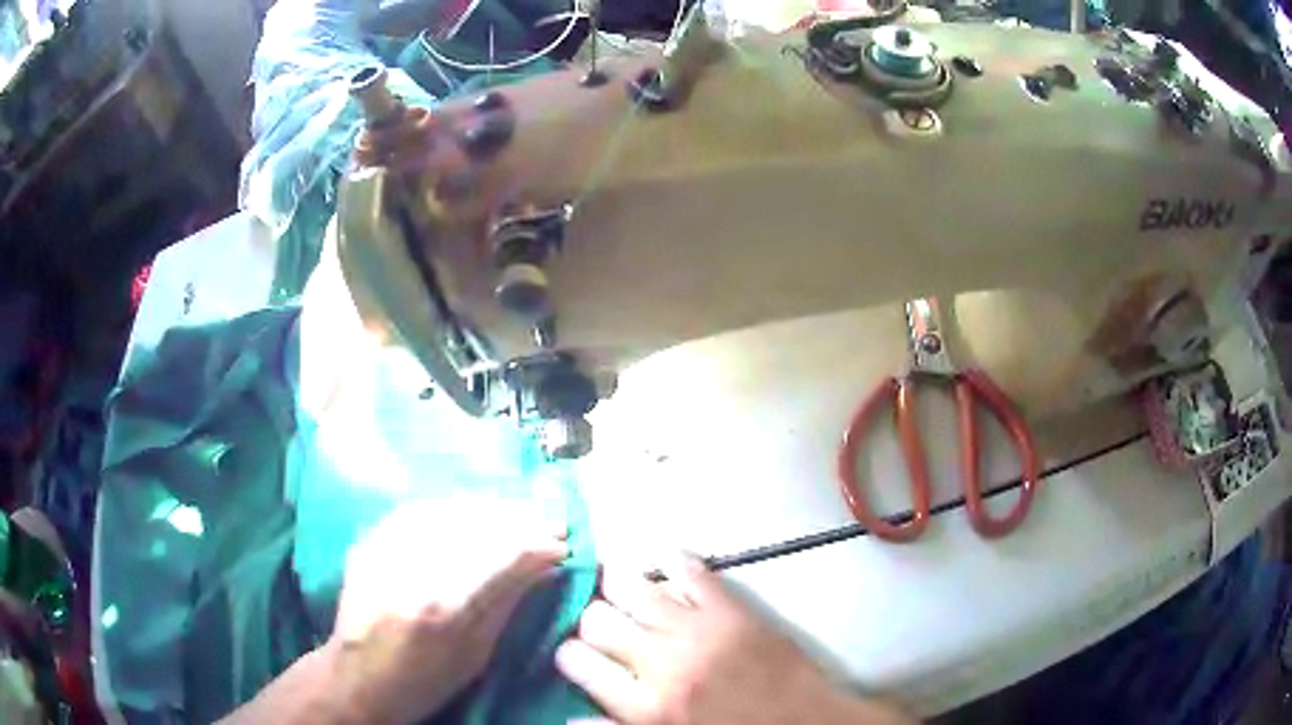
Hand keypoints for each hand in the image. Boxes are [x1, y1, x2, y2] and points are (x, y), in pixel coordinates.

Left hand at [327, 497, 566, 724]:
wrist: (357, 678)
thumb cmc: (424, 682)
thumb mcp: (476, 655)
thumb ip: (507, 604)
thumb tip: (545, 567)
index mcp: (442, 606)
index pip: (499, 555)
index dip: (536, 543)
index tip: (562, 543)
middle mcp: (411, 568)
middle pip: (474, 525)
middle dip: (518, 519)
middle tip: (548, 522)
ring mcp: (384, 549)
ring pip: (446, 510)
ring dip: (487, 509)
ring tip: (515, 514)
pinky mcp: (368, 542)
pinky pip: (416, 510)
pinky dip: (450, 508)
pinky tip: (469, 512)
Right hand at [556, 555, 917, 724]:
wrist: (807, 724)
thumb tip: (567, 717)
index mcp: (646, 708)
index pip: (577, 662)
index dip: (568, 653)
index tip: (574, 653)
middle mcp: (663, 663)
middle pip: (597, 620)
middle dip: (588, 619)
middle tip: (599, 624)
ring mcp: (698, 629)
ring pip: (631, 586)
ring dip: (615, 583)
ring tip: (615, 585)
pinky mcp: (732, 608)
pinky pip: (689, 569)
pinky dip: (670, 560)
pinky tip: (662, 561)